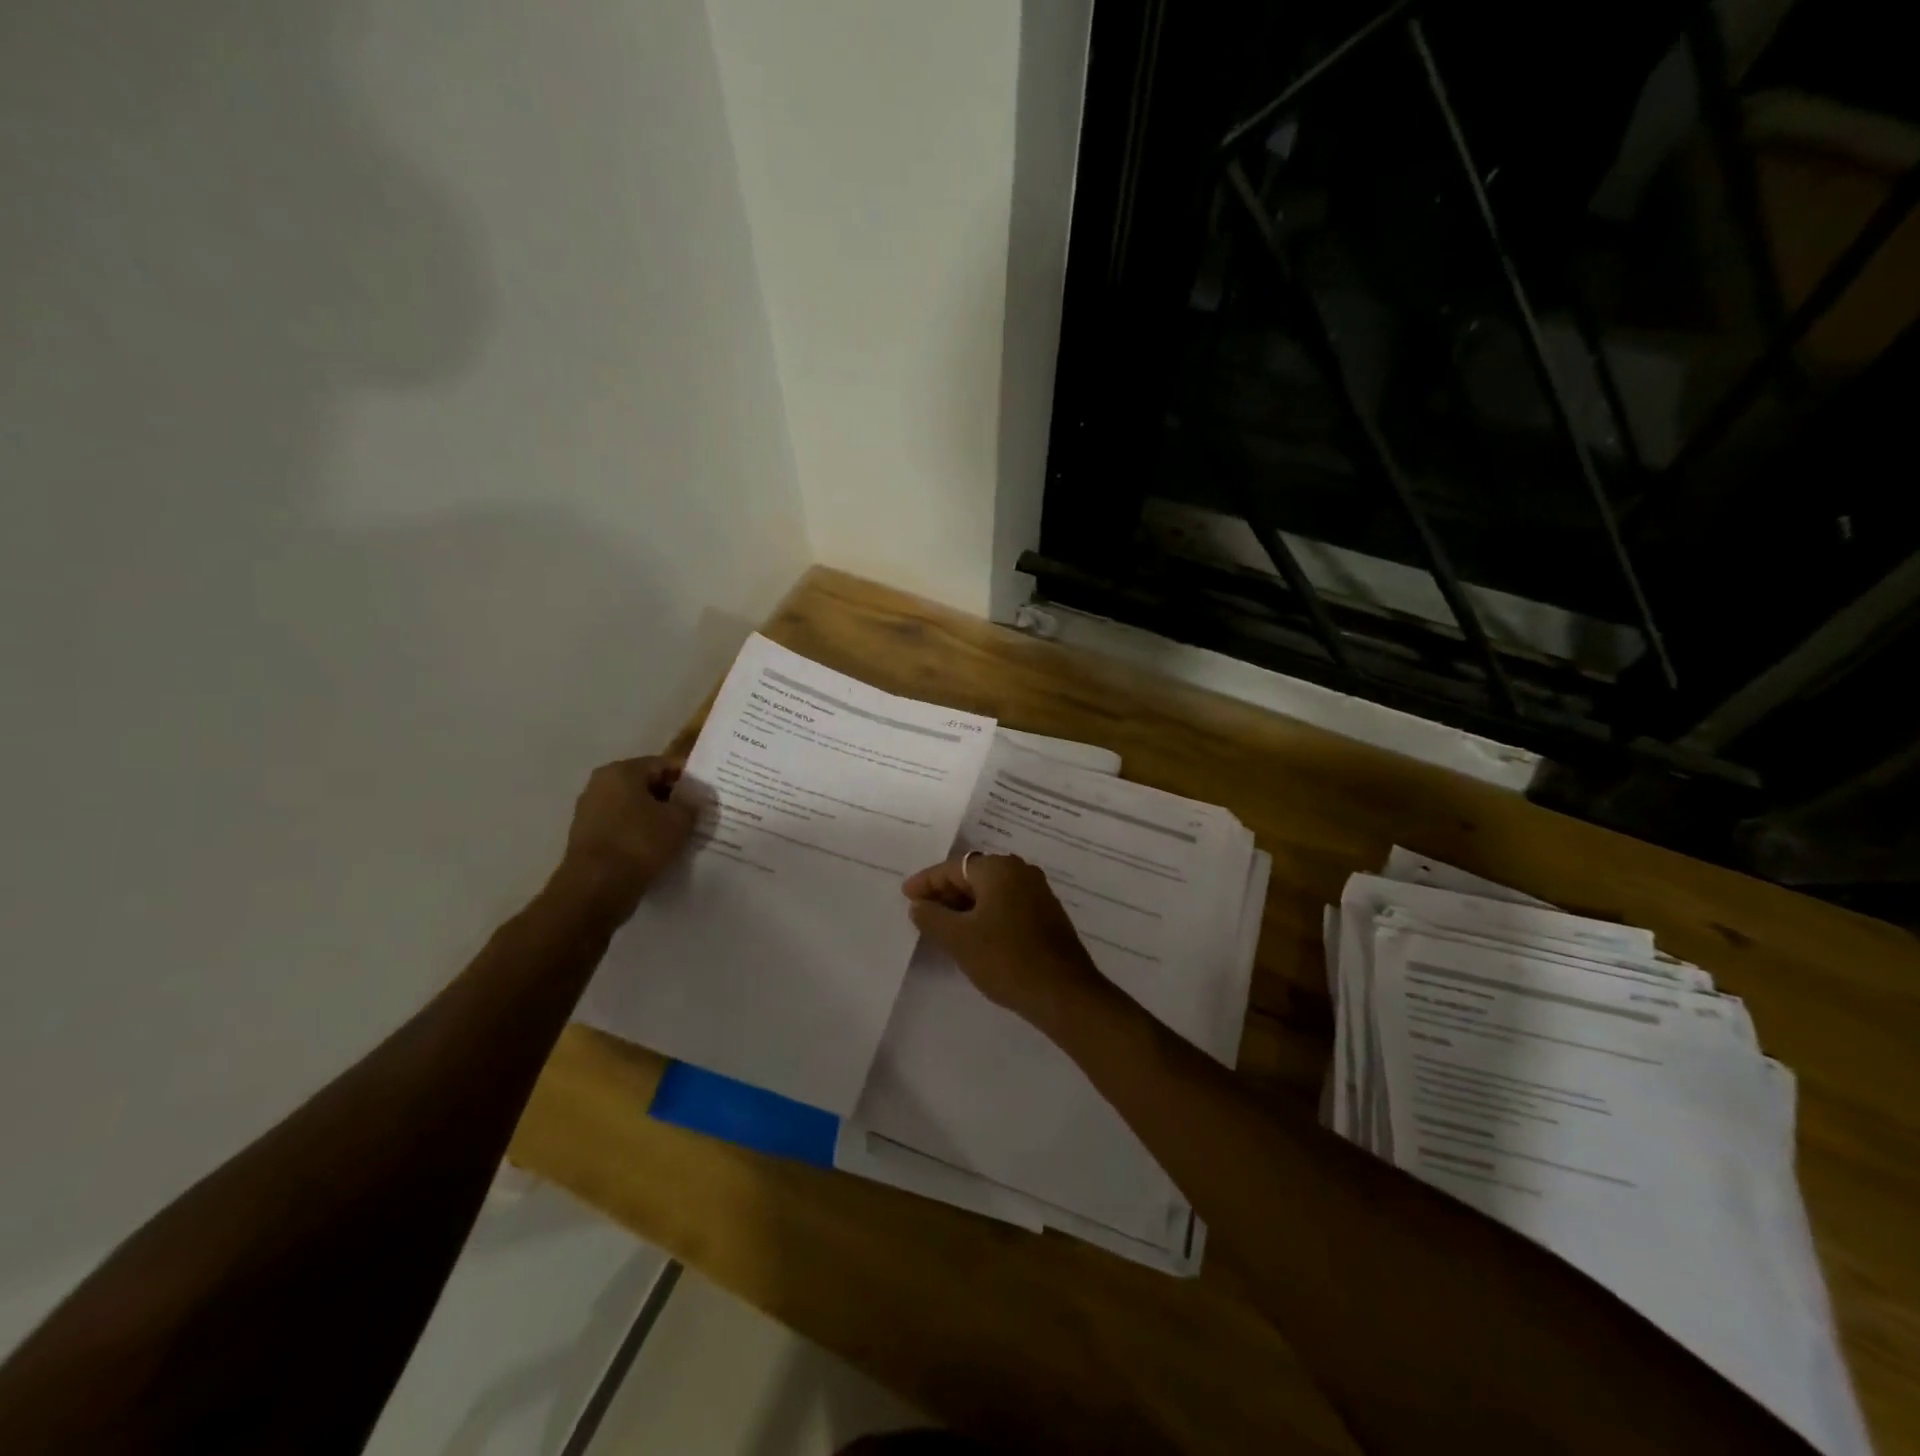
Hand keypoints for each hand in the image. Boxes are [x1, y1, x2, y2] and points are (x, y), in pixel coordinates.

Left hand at [560, 756, 697, 919]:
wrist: (596, 888)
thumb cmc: (639, 843)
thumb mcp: (679, 820)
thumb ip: (692, 803)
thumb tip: (697, 797)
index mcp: (620, 771)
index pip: (663, 764)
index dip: (688, 778)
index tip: (707, 794)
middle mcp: (600, 785)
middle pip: (646, 785)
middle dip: (672, 799)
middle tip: (697, 815)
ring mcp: (590, 813)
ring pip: (635, 809)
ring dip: (657, 819)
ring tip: (681, 835)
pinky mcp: (588, 839)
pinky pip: (623, 829)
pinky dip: (641, 836)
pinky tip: (659, 850)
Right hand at [901, 853, 1108, 1029]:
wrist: (1063, 993)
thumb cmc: (1005, 958)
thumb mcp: (958, 938)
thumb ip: (932, 917)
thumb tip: (919, 905)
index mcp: (999, 869)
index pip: (954, 868)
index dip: (927, 882)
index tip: (906, 895)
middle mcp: (1021, 872)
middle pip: (974, 875)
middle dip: (946, 892)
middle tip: (922, 911)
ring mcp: (1038, 893)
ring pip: (991, 891)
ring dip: (966, 905)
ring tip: (943, 926)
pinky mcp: (1047, 915)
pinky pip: (1007, 904)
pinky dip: (986, 914)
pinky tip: (975, 935)